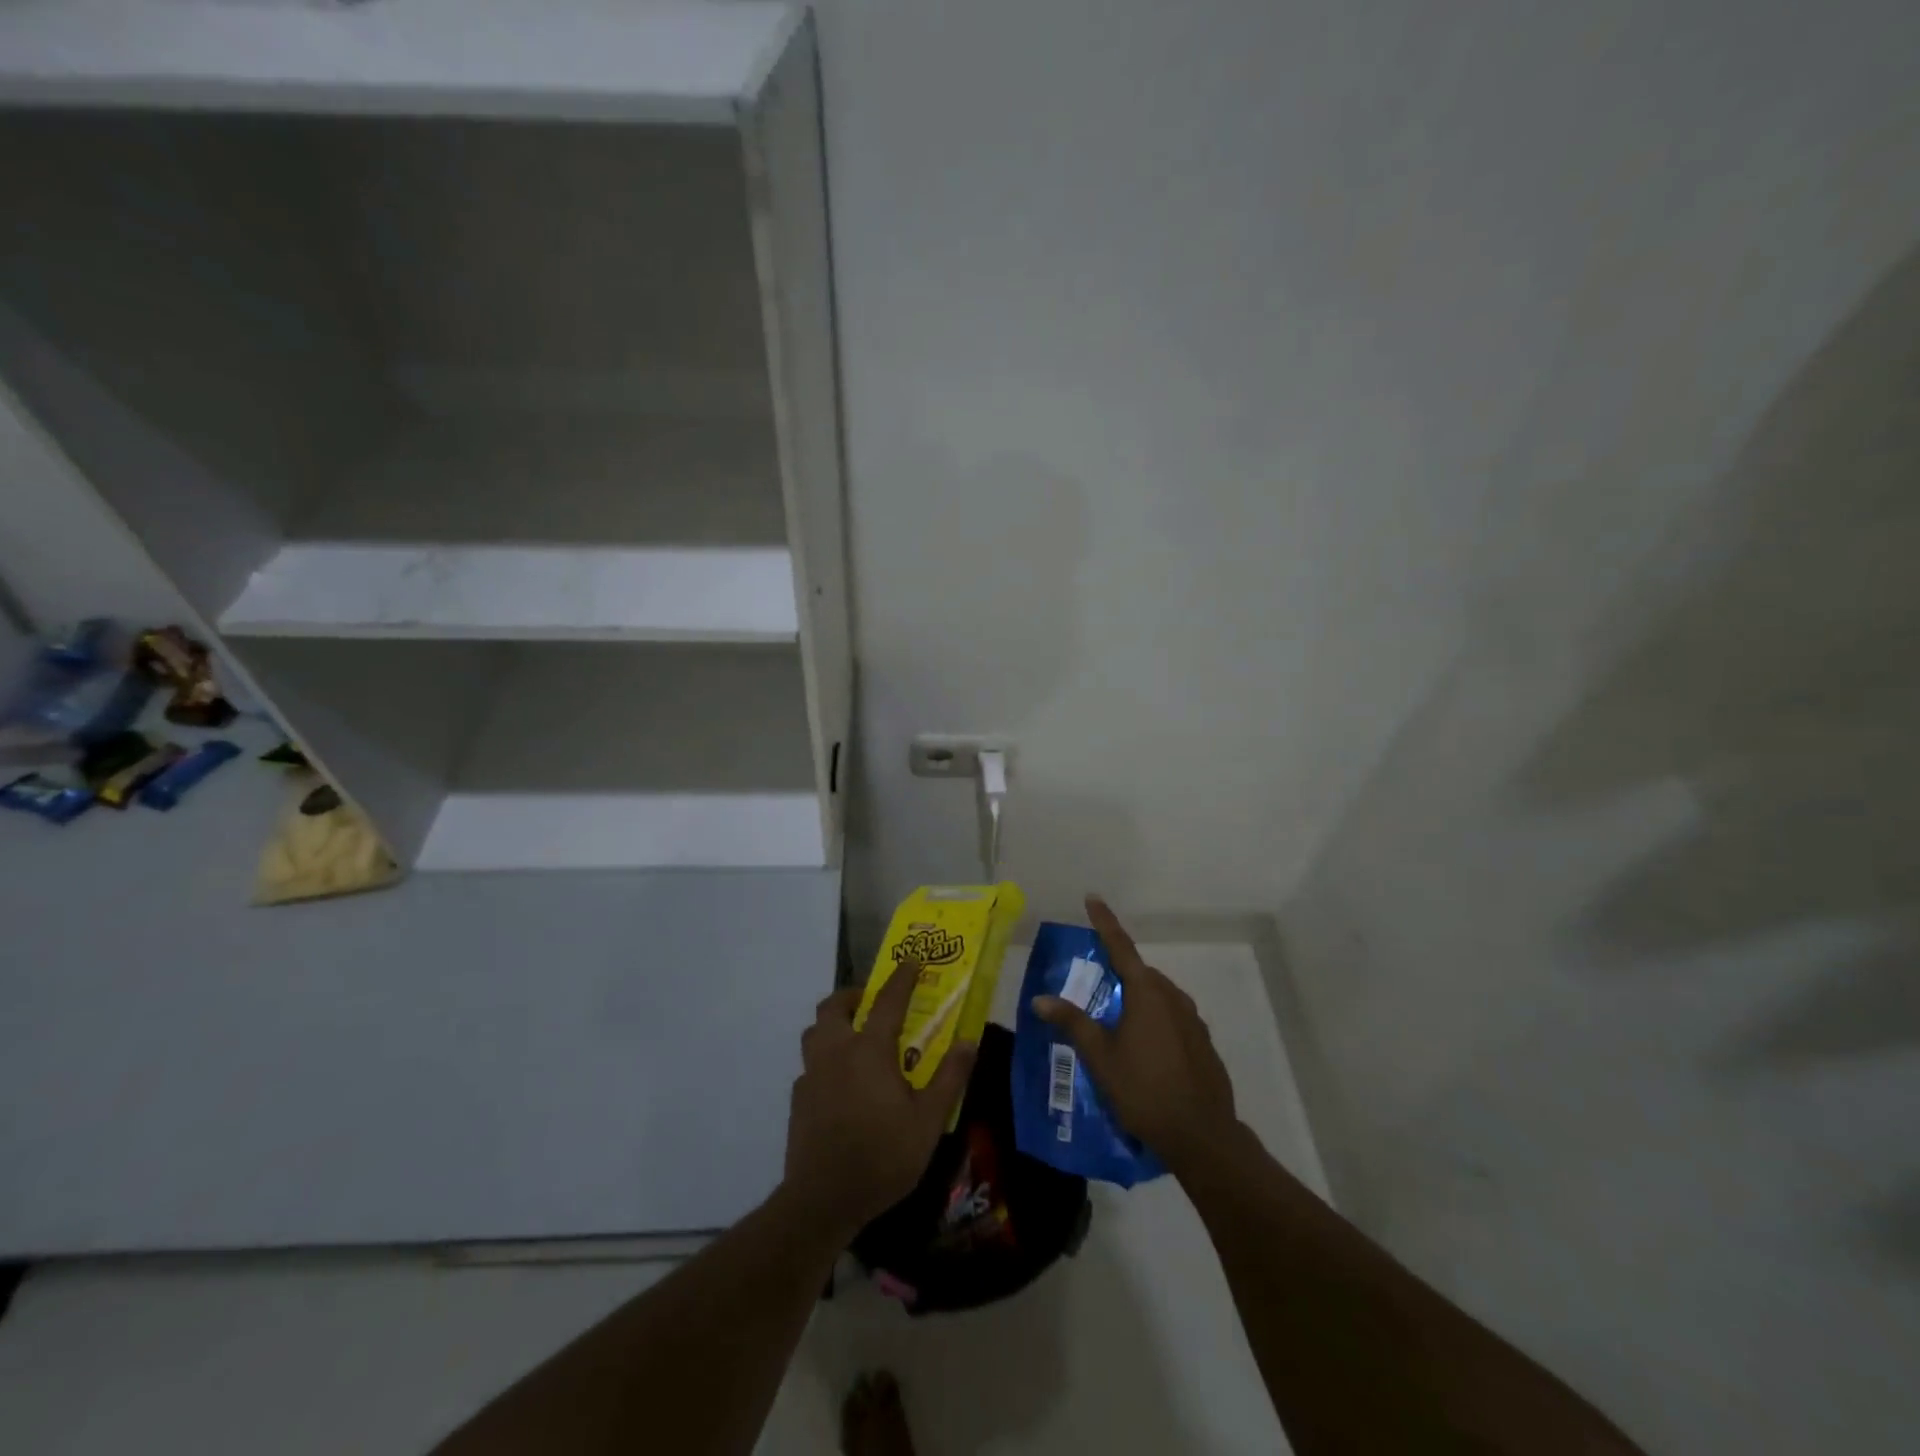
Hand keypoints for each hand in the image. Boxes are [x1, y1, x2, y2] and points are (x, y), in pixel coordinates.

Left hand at [781, 960, 976, 1239]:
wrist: (823, 1200)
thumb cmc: (882, 1156)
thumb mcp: (929, 1121)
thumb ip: (949, 1077)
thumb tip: (968, 1041)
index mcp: (869, 1050)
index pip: (887, 1000)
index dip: (902, 977)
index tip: (912, 960)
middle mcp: (836, 1052)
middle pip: (834, 1006)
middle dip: (853, 995)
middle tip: (872, 1002)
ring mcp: (812, 1074)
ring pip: (814, 1031)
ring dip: (833, 1023)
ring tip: (854, 1036)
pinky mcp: (798, 1098)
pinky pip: (810, 1064)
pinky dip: (825, 1060)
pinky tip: (840, 1083)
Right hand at [1033, 896, 1237, 1171]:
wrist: (1202, 1136)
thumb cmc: (1144, 1091)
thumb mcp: (1101, 1057)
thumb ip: (1072, 1023)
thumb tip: (1039, 999)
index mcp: (1147, 993)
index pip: (1121, 946)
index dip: (1105, 922)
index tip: (1093, 898)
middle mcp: (1173, 997)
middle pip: (1140, 974)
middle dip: (1119, 973)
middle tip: (1096, 985)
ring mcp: (1193, 1021)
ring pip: (1158, 997)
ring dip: (1137, 1000)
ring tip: (1116, 1024)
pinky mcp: (1203, 1043)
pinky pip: (1173, 1019)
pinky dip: (1155, 1022)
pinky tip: (1145, 1051)